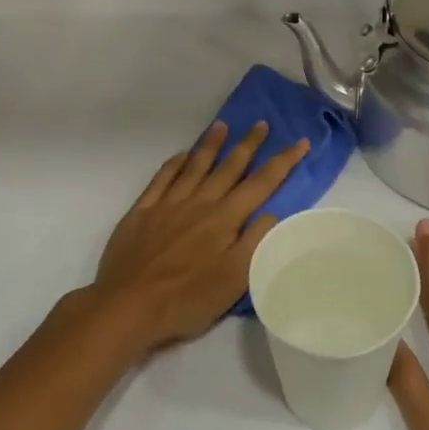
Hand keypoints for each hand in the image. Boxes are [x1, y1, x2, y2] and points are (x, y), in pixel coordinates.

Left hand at [89, 121, 307, 355]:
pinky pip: (162, 178)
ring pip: (195, 166)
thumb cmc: (186, 299)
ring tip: (222, 125)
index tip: (300, 142)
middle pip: (229, 167)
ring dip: (211, 144)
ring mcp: (168, 204)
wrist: (127, 306)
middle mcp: (199, 203)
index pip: (261, 184)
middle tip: (261, 123)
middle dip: (248, 144)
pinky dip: (174, 163)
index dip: (283, 161)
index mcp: (225, 220)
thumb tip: (272, 212)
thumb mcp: (234, 280)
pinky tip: (181, 154)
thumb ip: (255, 243)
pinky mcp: (142, 211)